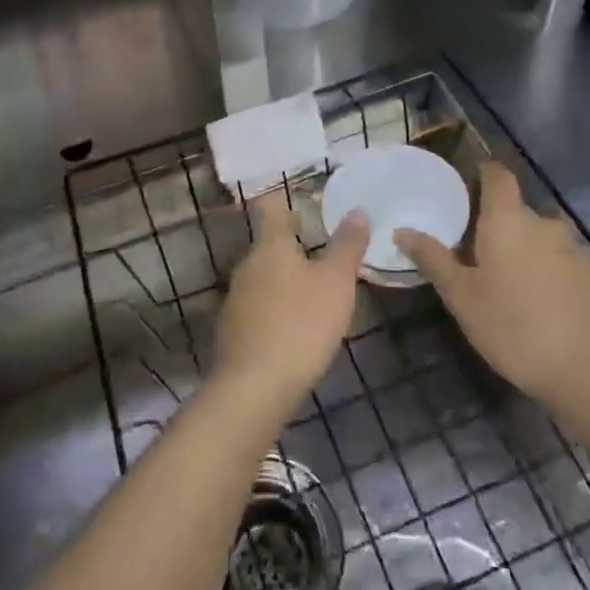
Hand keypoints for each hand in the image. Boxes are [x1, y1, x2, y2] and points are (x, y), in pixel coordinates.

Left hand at [213, 194, 368, 417]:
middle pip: (268, 245)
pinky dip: (274, 310)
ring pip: (262, 278)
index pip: (272, 208)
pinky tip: (292, 329)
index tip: (303, 204)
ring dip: (284, 281)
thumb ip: (347, 246)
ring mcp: (235, 299)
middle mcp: (247, 265)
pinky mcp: (232, 332)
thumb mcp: (336, 282)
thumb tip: (357, 210)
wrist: (254, 387)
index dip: (285, 202)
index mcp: (271, 246)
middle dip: (291, 246)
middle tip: (321, 253)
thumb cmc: (301, 323)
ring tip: (312, 292)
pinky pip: (257, 309)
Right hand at [401, 164, 589, 422]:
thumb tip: (402, 230)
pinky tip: (547, 305)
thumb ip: (433, 259)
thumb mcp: (461, 297)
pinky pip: (567, 263)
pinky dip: (554, 274)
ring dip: (530, 251)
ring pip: (545, 239)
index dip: (486, 172)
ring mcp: (577, 249)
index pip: (499, 175)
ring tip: (515, 285)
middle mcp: (545, 224)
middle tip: (483, 255)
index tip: (470, 183)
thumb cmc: (512, 328)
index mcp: (508, 220)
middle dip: (502, 226)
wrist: (587, 374)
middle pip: (519, 211)